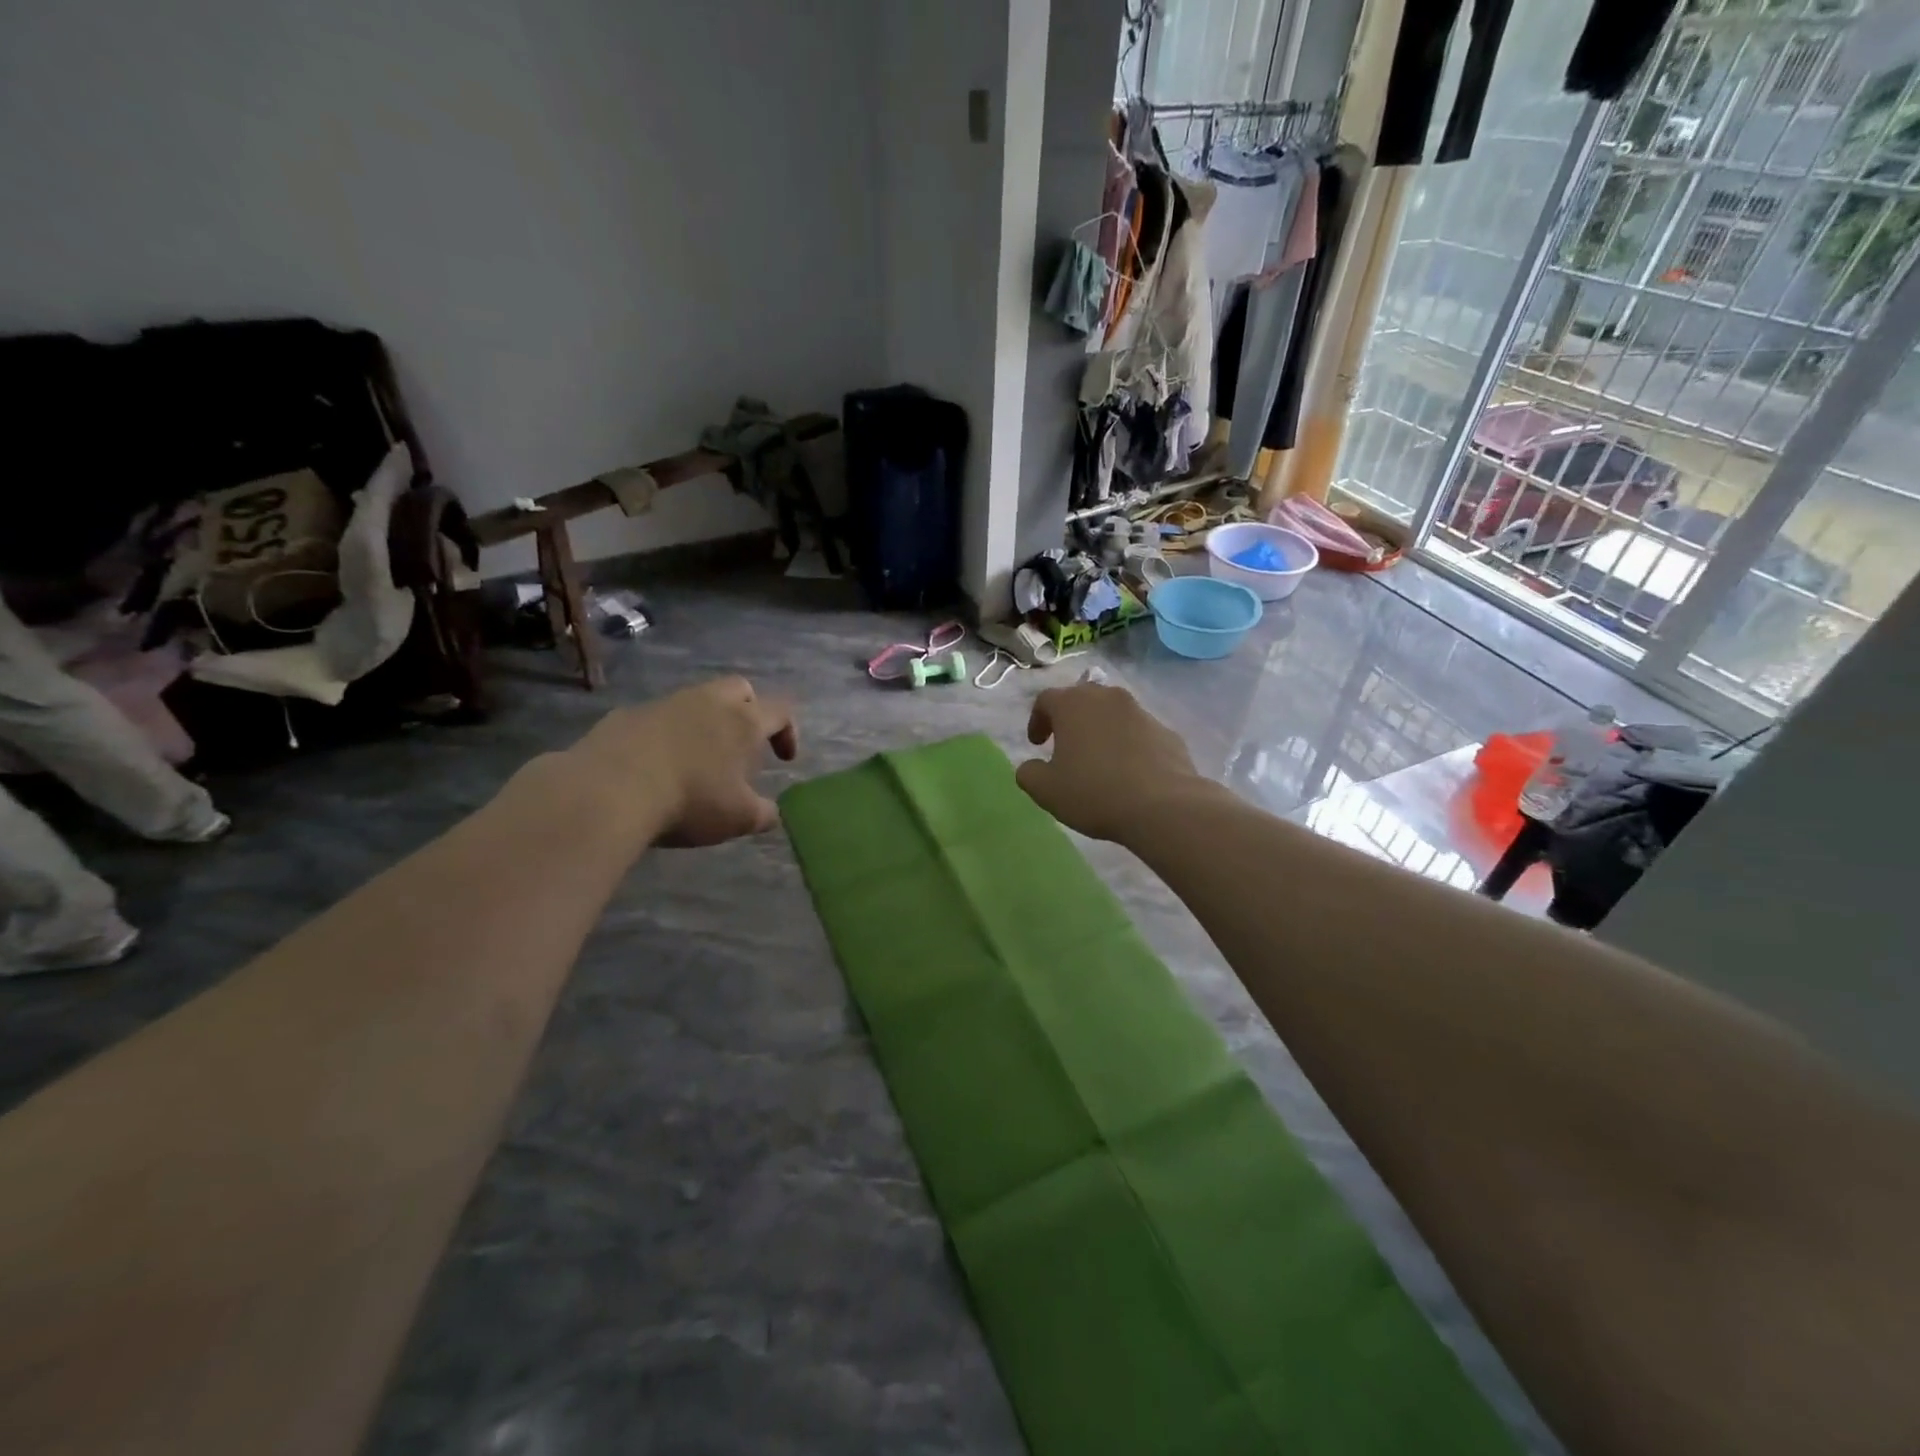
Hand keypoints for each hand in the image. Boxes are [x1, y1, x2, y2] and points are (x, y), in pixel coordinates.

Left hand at [568, 676, 798, 847]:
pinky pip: (657, 718)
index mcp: (743, 722)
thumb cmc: (690, 800)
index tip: (784, 759)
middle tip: (744, 744)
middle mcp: (708, 702)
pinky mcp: (626, 715)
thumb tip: (772, 813)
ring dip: (705, 722)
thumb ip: (763, 814)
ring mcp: (664, 704)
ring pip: (696, 700)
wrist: (609, 791)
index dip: (788, 732)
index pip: (780, 711)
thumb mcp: (738, 818)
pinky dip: (666, 735)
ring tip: (698, 759)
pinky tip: (656, 766)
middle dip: (750, 709)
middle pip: (740, 688)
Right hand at [1016, 682, 1202, 842]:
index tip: (1037, 744)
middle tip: (1065, 745)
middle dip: (1070, 719)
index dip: (1037, 720)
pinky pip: (1139, 732)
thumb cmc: (1094, 792)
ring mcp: (1141, 712)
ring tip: (1098, 760)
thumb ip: (1029, 773)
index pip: (1046, 699)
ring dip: (1101, 730)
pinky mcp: (1167, 732)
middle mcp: (1108, 698)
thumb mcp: (1046, 790)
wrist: (1162, 806)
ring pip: (1113, 714)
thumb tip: (1031, 766)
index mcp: (1073, 704)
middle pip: (1082, 699)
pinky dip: (1128, 744)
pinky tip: (1128, 772)